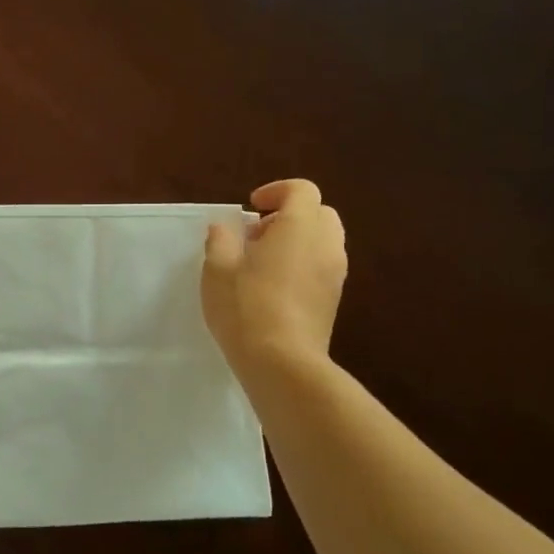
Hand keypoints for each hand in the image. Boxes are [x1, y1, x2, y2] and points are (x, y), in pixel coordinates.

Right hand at [202, 179, 346, 374]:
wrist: (281, 362)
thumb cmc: (246, 307)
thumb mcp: (218, 268)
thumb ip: (221, 240)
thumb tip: (225, 228)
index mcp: (300, 227)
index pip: (301, 190)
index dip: (276, 191)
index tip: (250, 207)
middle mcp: (326, 244)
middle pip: (319, 213)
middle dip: (288, 216)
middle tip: (256, 235)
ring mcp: (335, 274)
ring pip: (323, 241)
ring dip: (296, 241)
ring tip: (261, 263)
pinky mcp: (333, 299)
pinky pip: (323, 266)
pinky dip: (302, 264)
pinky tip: (272, 287)